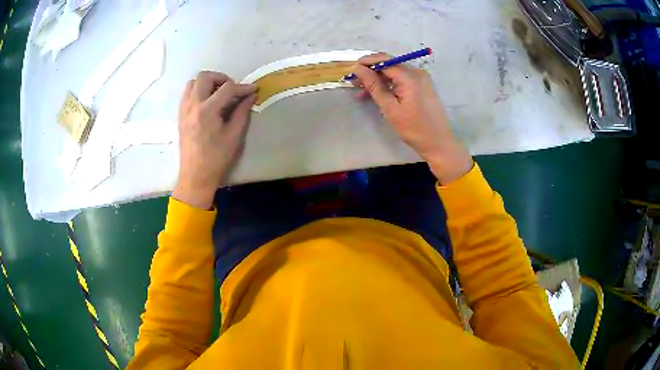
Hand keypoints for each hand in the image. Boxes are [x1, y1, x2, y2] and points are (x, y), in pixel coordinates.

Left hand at [173, 71, 256, 209]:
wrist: (195, 175)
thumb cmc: (216, 158)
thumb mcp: (234, 136)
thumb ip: (242, 112)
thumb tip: (251, 96)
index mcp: (207, 111)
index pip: (227, 88)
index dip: (243, 87)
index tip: (253, 90)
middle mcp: (193, 105)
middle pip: (205, 77)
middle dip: (221, 78)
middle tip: (232, 90)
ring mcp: (184, 109)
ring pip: (193, 83)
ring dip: (207, 83)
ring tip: (218, 94)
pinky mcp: (180, 115)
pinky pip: (187, 93)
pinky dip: (198, 91)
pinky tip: (207, 102)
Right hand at [352, 53, 472, 183]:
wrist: (438, 142)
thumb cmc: (414, 128)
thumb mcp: (390, 108)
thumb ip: (373, 85)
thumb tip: (357, 68)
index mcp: (410, 76)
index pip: (384, 60)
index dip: (366, 62)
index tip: (351, 71)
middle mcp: (417, 72)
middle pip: (389, 64)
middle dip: (371, 71)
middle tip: (354, 83)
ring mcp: (421, 78)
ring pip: (394, 72)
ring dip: (378, 79)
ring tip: (362, 92)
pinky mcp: (422, 85)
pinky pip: (401, 79)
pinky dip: (389, 84)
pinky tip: (377, 94)